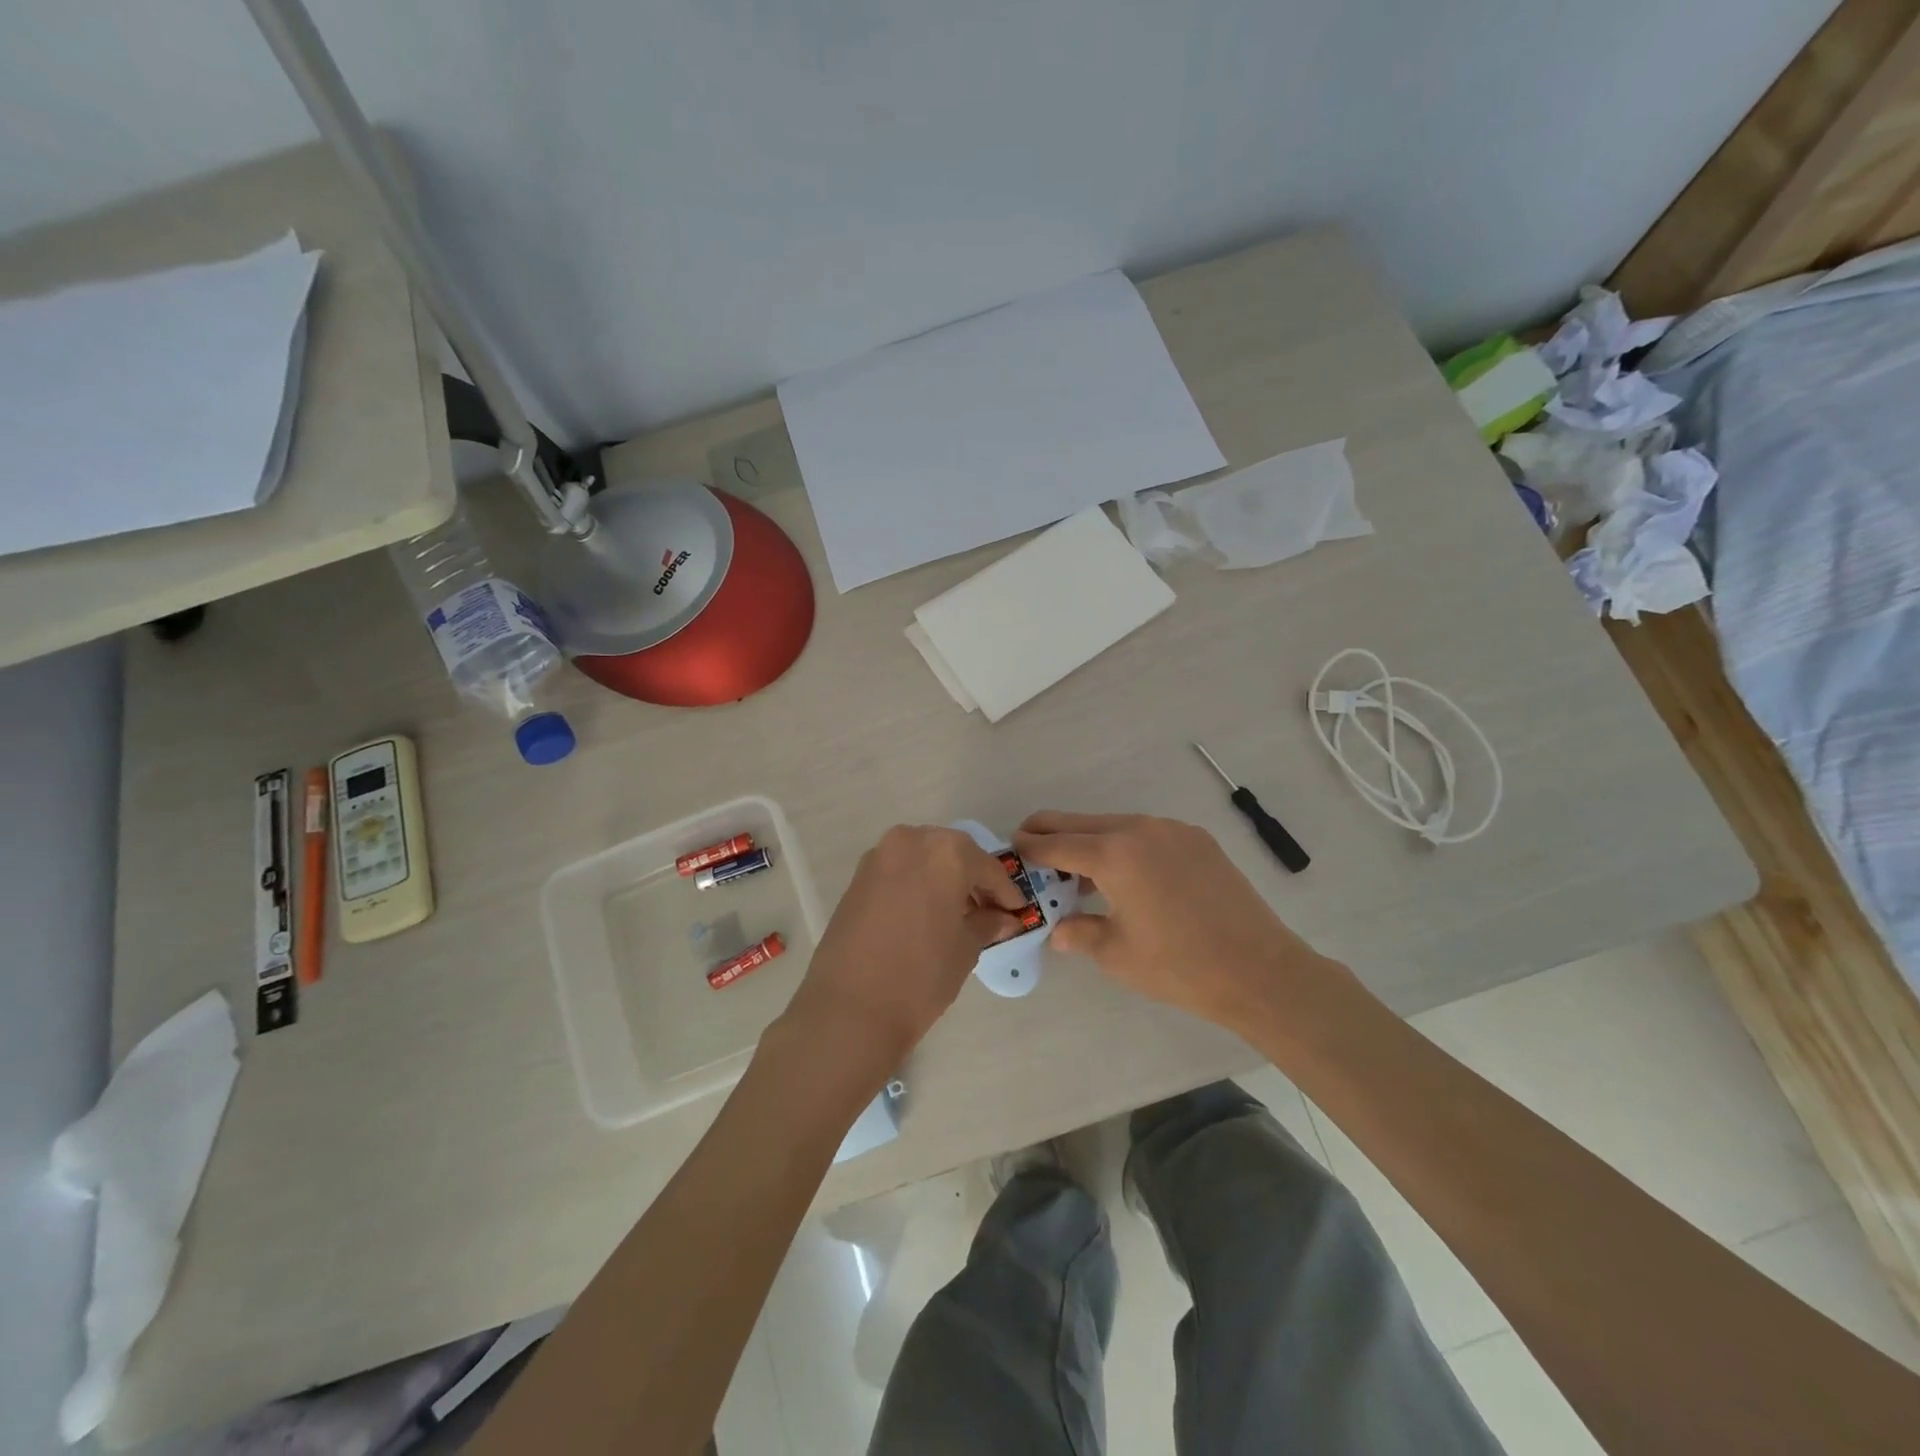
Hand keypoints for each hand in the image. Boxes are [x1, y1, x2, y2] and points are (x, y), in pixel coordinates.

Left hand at [782, 825, 1027, 1072]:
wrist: (850, 1007)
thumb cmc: (921, 975)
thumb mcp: (965, 949)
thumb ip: (986, 924)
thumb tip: (1002, 918)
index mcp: (946, 852)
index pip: (987, 868)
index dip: (1005, 892)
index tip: (1017, 912)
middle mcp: (911, 841)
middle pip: (953, 854)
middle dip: (972, 880)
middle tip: (987, 911)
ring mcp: (879, 856)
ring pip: (924, 858)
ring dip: (943, 879)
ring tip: (956, 915)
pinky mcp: (857, 876)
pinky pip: (899, 870)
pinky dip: (917, 884)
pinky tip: (925, 914)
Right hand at [1013, 811, 1338, 1028]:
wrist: (1259, 970)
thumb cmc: (1178, 966)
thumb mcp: (1116, 954)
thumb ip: (1079, 933)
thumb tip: (1058, 930)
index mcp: (1113, 855)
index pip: (1057, 843)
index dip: (1030, 846)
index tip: (1012, 846)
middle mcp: (1140, 829)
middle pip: (1082, 822)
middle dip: (1052, 831)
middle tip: (1030, 841)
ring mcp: (1172, 830)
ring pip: (1115, 824)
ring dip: (1090, 839)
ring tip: (1076, 865)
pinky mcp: (1197, 839)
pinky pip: (1146, 833)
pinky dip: (1124, 844)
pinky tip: (1125, 872)